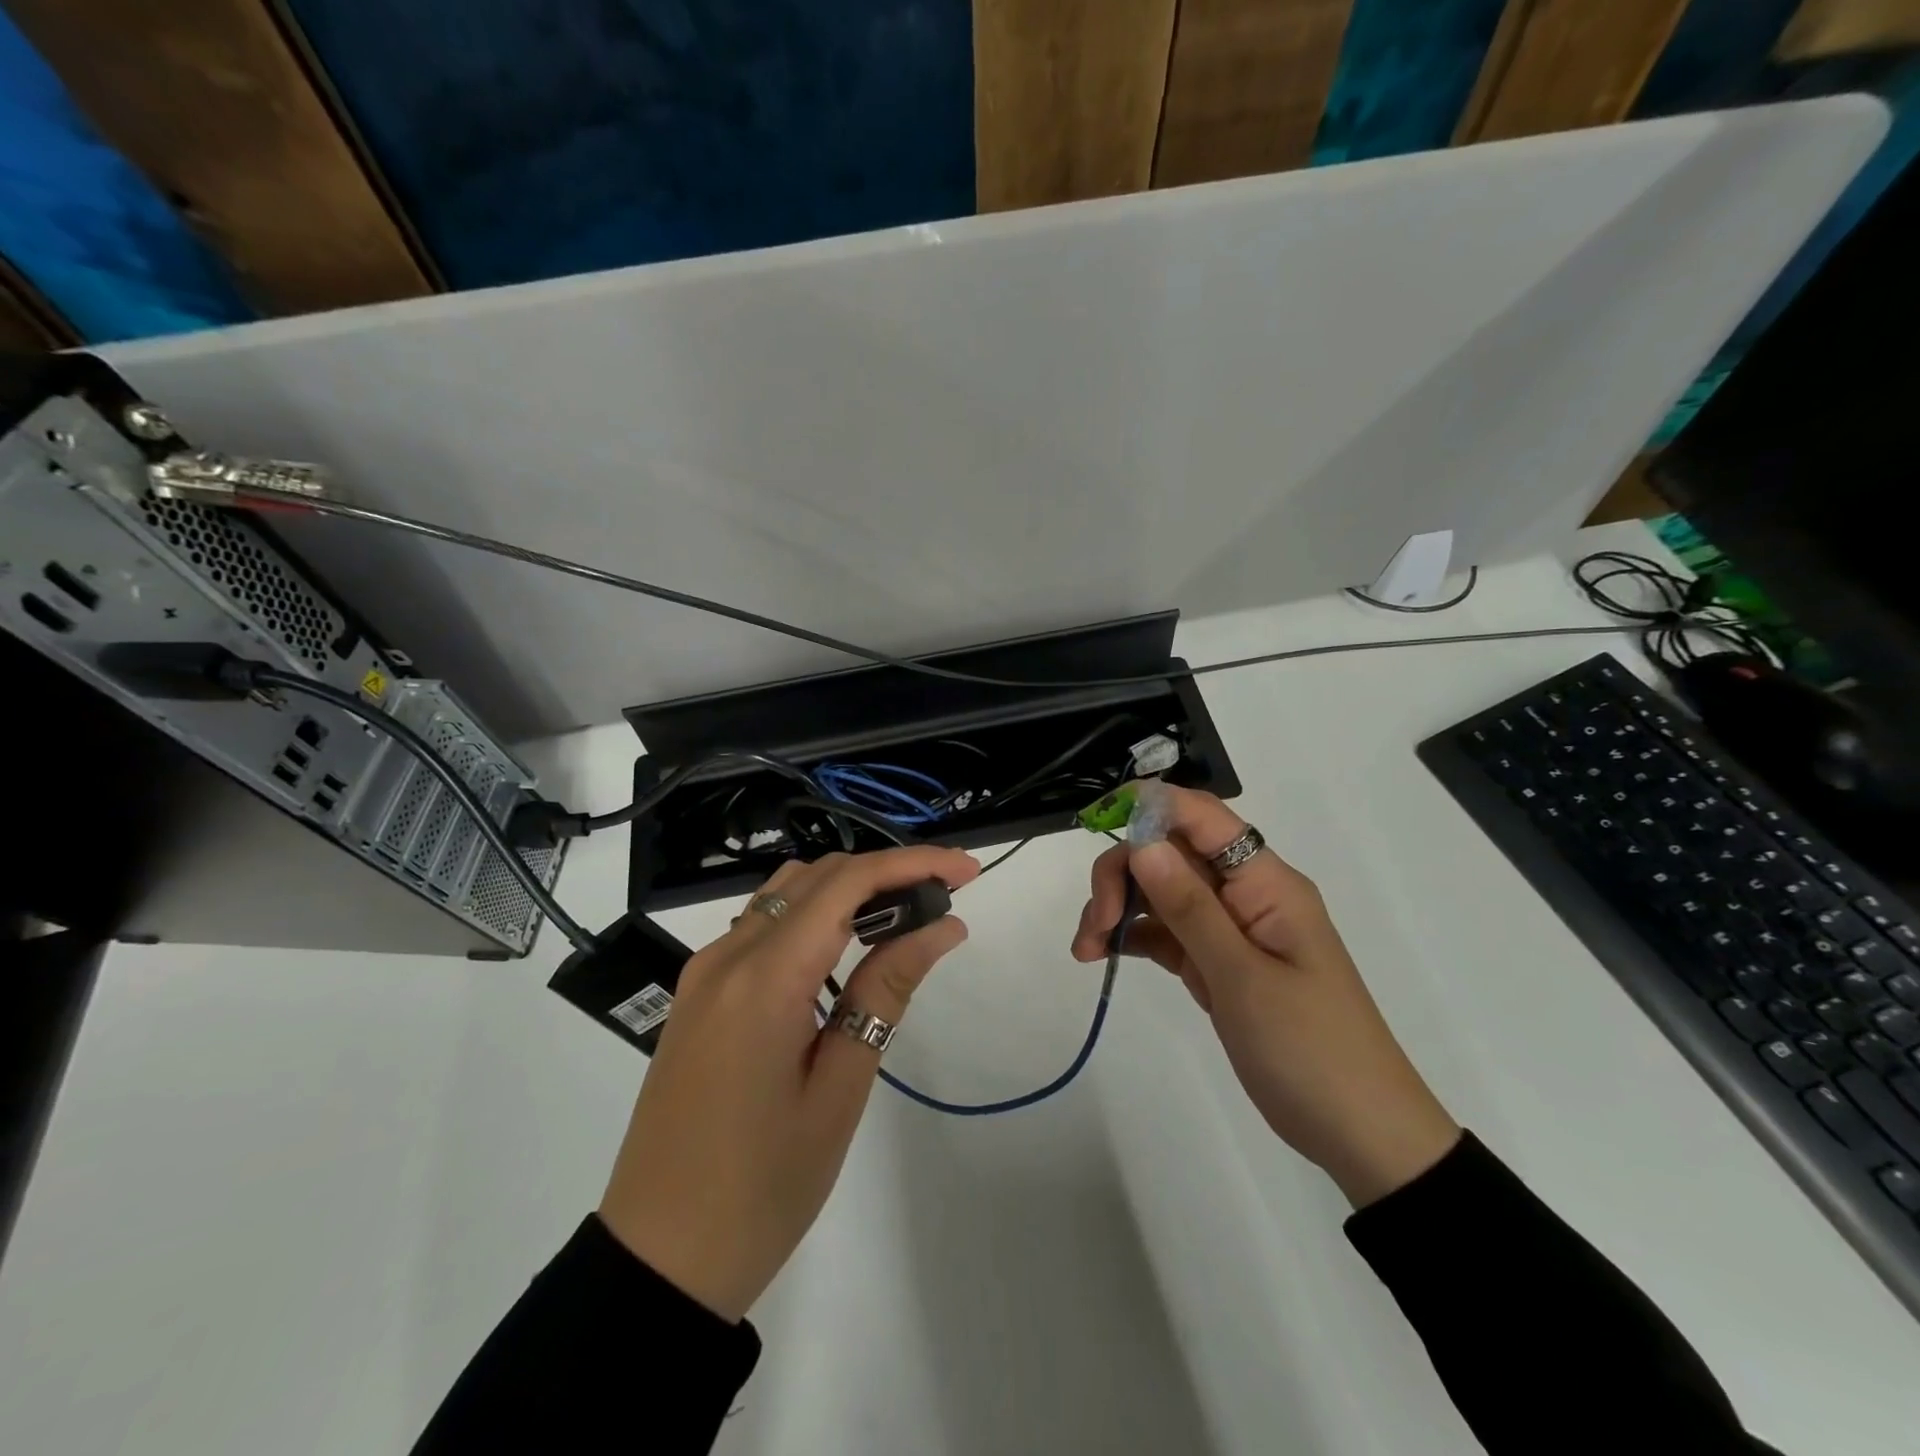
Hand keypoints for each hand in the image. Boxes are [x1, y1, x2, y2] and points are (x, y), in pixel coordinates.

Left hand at [599, 846, 978, 1320]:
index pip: (846, 883)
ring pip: (786, 894)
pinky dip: (814, 917)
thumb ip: (887, 991)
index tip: (967, 871)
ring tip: (906, 916)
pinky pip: (762, 927)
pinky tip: (847, 948)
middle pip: (816, 877)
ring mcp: (705, 972)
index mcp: (763, 978)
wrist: (657, 1261)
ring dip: (848, 889)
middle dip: (886, 871)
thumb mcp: (840, 1088)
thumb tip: (943, 926)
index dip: (911, 863)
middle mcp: (727, 955)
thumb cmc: (762, 1187)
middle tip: (945, 897)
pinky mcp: (699, 994)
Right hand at [1072, 786, 1459, 1207]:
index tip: (1095, 823)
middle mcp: (1244, 892)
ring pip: (1159, 890)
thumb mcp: (1242, 978)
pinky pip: (1164, 931)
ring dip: (1118, 907)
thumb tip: (1143, 844)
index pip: (1202, 816)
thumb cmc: (1310, 1050)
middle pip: (1170, 852)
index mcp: (1265, 882)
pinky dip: (1131, 936)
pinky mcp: (1215, 961)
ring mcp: (1229, 927)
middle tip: (1095, 923)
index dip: (1148, 807)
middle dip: (1123, 873)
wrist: (1359, 1133)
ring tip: (1087, 951)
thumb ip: (1189, 907)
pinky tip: (1101, 956)